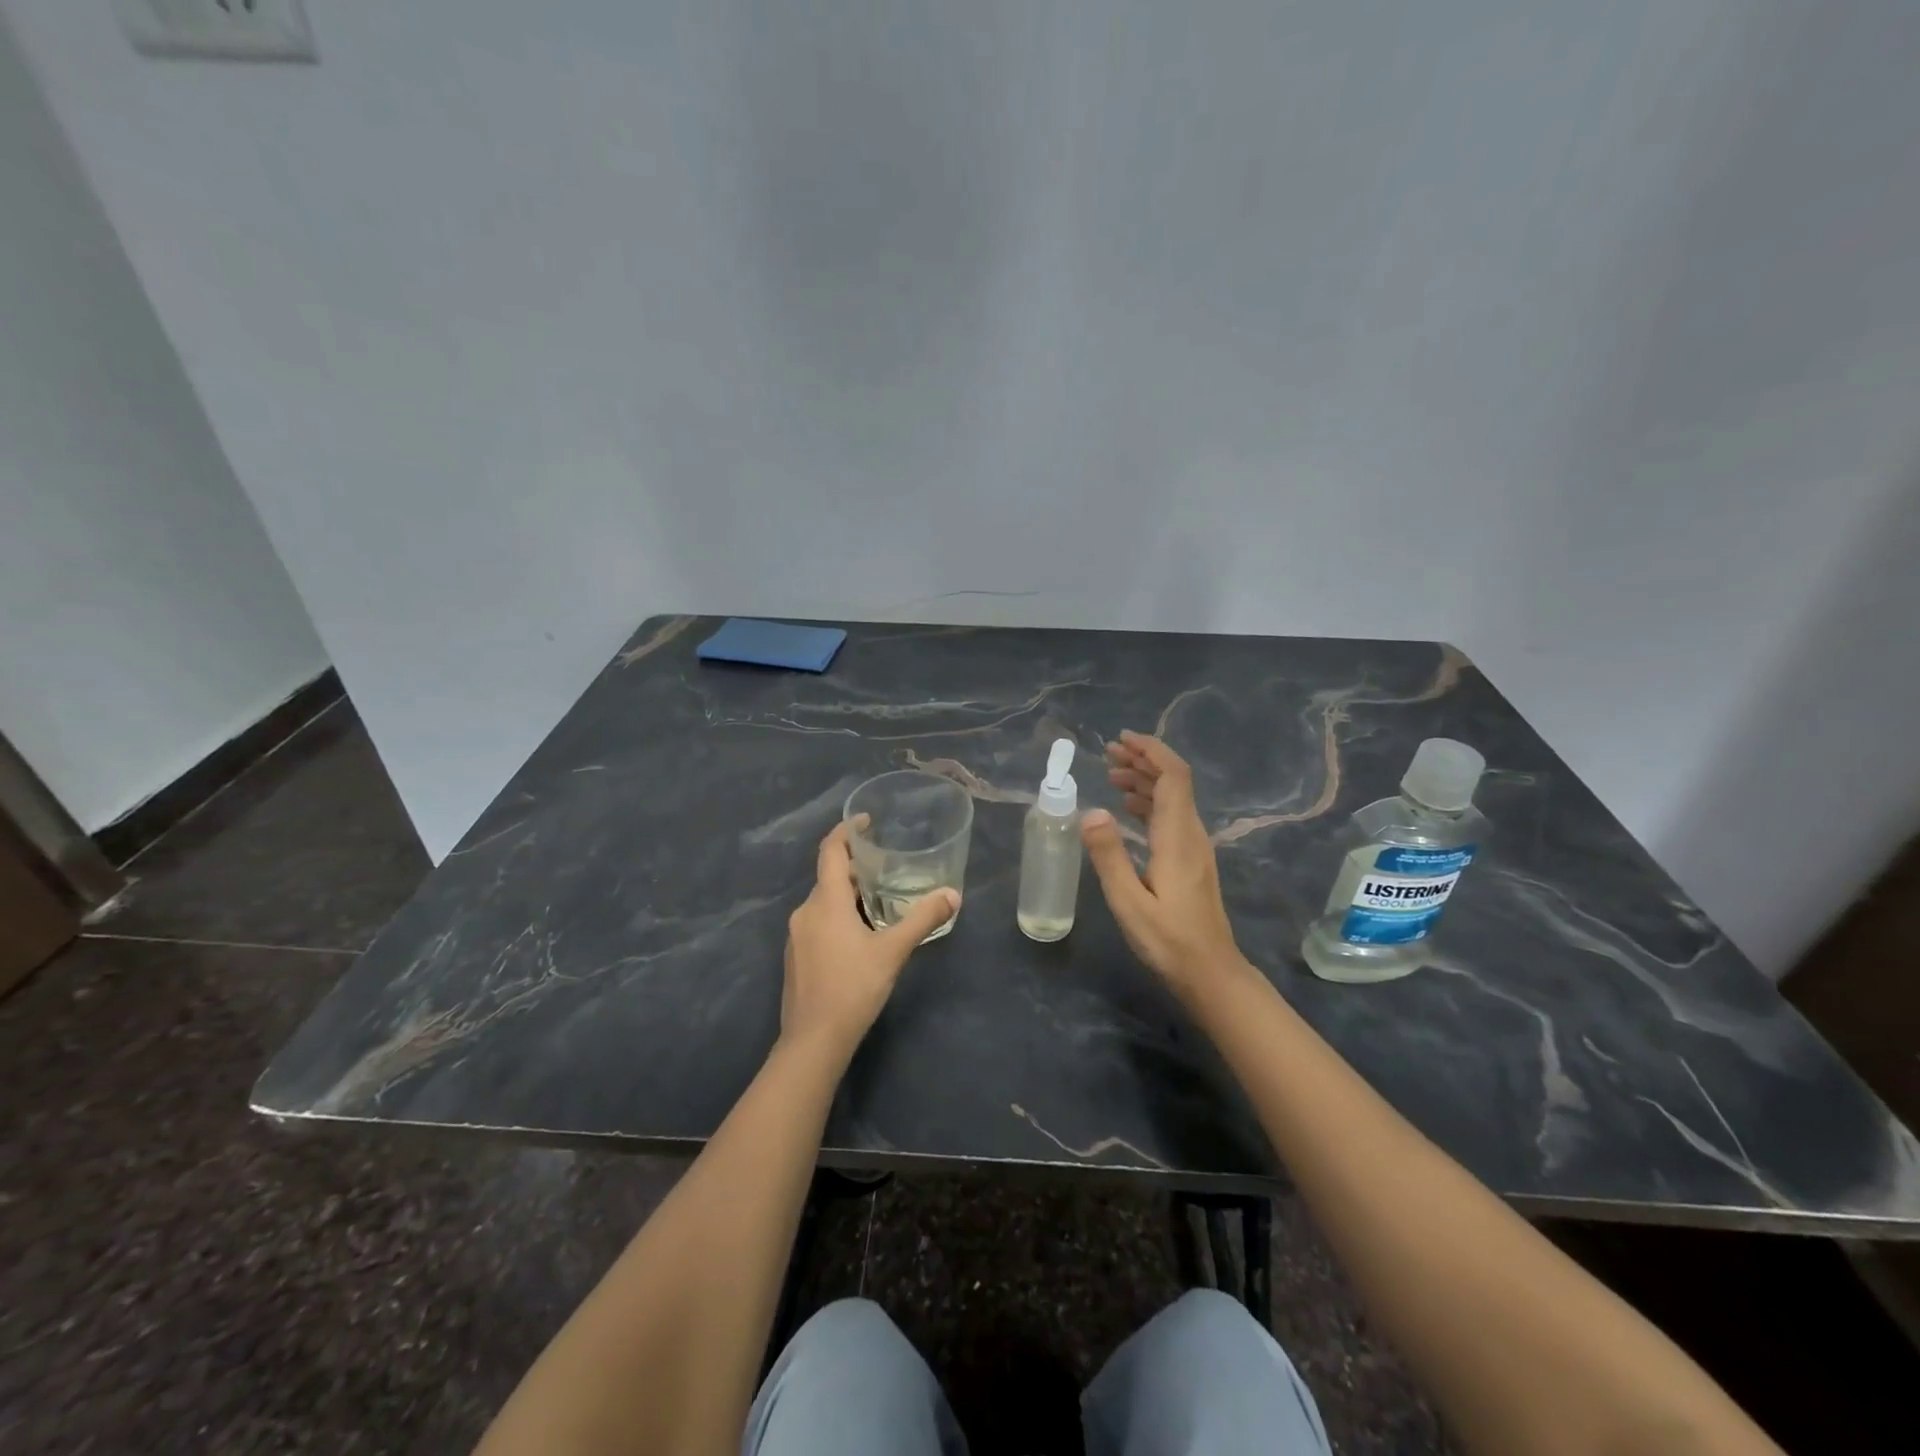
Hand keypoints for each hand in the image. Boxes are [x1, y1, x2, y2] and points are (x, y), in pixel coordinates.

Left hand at [781, 820, 959, 1059]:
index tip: (866, 820)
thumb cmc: (853, 987)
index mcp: (826, 902)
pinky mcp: (796, 957)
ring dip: (847, 893)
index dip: (846, 830)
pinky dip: (837, 916)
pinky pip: (817, 922)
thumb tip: (953, 895)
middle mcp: (805, 911)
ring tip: (878, 897)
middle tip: (885, 864)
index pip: (830, 850)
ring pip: (823, 902)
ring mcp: (796, 935)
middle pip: (828, 876)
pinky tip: (859, 935)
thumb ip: (923, 919)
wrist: (813, 1041)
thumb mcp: (893, 950)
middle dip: (854, 866)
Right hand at [1081, 732, 1242, 989]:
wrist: (1210, 973)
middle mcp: (1191, 834)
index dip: (1150, 751)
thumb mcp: (1128, 901)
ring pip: (1172, 799)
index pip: (1173, 776)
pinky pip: (1170, 816)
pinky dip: (1149, 802)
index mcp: (1178, 836)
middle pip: (1173, 782)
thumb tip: (1091, 811)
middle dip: (1143, 760)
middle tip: (1108, 754)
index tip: (1121, 740)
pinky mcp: (1191, 860)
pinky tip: (1127, 809)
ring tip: (1111, 776)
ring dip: (1144, 781)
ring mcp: (1194, 847)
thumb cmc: (1168, 940)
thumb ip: (1109, 855)